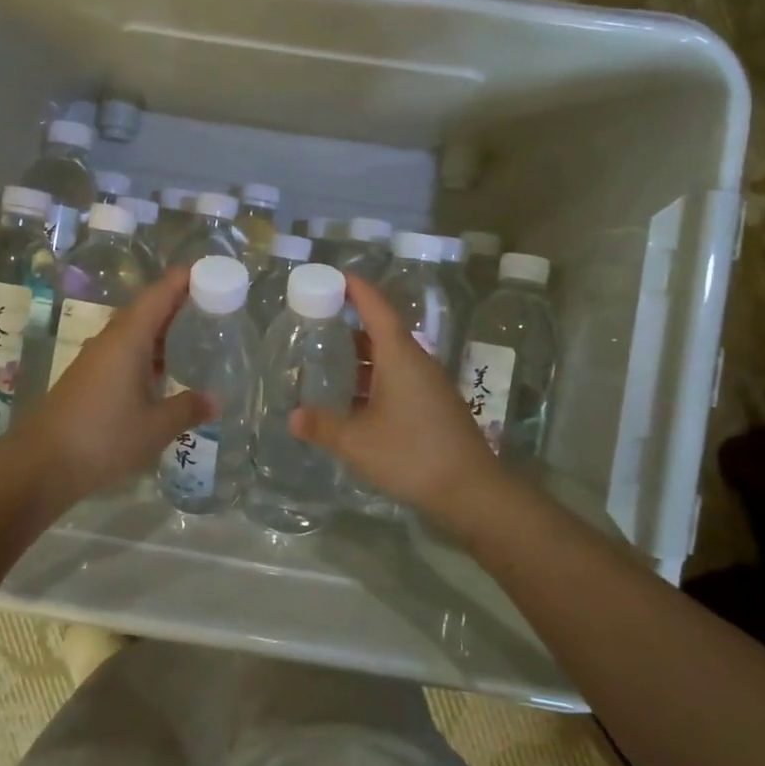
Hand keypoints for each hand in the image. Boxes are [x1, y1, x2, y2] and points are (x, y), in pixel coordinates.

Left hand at [16, 269, 208, 513]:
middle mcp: (110, 341)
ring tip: (193, 333)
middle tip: (211, 303)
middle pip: (146, 310)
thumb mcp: (155, 427)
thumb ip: (187, 409)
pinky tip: (162, 370)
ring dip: (161, 330)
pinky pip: (123, 352)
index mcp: (127, 339)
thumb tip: (215, 400)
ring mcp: (95, 359)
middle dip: (176, 303)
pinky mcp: (88, 379)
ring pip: (133, 333)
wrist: (42, 464)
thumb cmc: (104, 437)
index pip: (158, 295)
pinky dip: (147, 352)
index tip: (209, 271)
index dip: (182, 280)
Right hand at [290, 273, 505, 522]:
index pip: (376, 307)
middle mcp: (416, 362)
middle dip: (350, 326)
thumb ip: (323, 427)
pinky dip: (374, 380)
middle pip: (381, 332)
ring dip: (361, 359)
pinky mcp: (434, 406)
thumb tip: (292, 417)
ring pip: (390, 359)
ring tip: (328, 363)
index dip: (356, 289)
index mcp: (400, 356)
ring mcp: (429, 384)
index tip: (334, 275)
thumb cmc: (412, 454)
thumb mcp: (358, 442)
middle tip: (317, 325)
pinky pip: (399, 379)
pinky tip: (354, 402)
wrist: (472, 490)